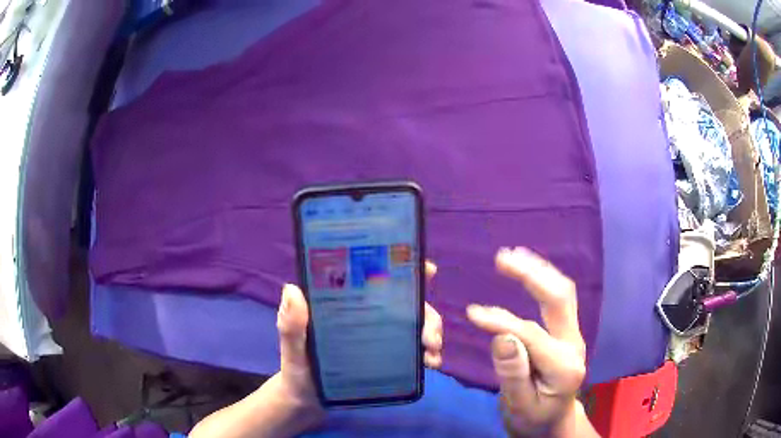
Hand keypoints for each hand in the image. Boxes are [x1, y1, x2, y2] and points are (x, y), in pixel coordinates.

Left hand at [274, 261, 443, 416]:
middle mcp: (368, 315)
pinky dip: (428, 353)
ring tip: (431, 353)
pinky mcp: (387, 358)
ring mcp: (380, 337)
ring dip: (432, 333)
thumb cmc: (297, 369)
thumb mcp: (292, 347)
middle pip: (406, 303)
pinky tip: (430, 364)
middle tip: (430, 336)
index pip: (376, 277)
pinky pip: (414, 350)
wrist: (307, 402)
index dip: (404, 268)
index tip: (428, 270)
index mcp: (346, 304)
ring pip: (415, 325)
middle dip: (427, 314)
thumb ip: (291, 325)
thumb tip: (293, 289)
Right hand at [467, 247, 587, 436]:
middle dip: (532, 275)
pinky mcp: (567, 332)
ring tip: (514, 254)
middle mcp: (574, 344)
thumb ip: (513, 374)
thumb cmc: (533, 417)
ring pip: (563, 293)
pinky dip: (543, 280)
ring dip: (539, 271)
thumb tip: (501, 336)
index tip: (472, 313)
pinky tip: (529, 270)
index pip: (531, 335)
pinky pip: (559, 299)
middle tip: (503, 258)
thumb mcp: (519, 405)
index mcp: (564, 367)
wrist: (553, 421)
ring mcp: (573, 336)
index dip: (502, 322)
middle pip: (559, 300)